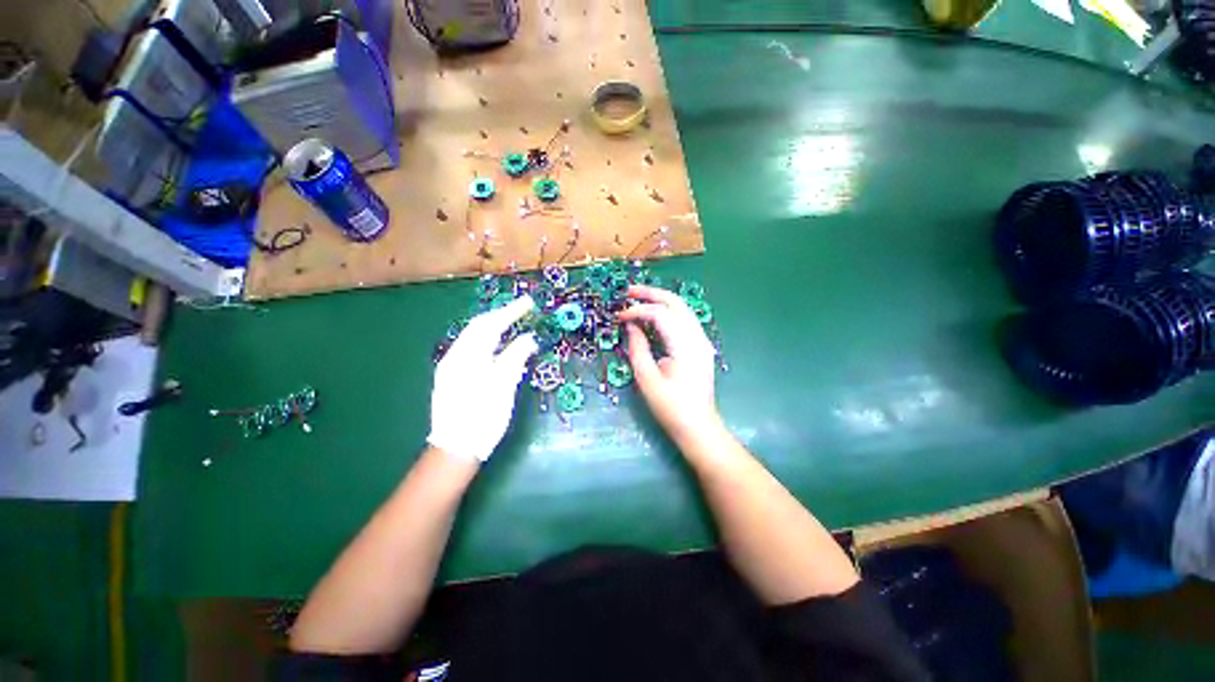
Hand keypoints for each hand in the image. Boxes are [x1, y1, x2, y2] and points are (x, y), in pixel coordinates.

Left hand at [427, 296, 537, 462]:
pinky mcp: (452, 376)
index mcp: (467, 358)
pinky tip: (498, 345)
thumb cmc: (482, 418)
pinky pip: (472, 349)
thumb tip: (528, 338)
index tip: (528, 303)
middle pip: (478, 327)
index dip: (510, 312)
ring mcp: (451, 366)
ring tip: (512, 322)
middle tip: (522, 309)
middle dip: (501, 315)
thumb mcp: (502, 388)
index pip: (490, 325)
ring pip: (474, 337)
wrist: (455, 448)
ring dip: (494, 327)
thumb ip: (514, 359)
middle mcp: (455, 356)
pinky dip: (488, 341)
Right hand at [618, 285, 720, 444]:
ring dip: (660, 300)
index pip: (660, 315)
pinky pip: (684, 320)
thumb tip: (631, 326)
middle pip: (676, 303)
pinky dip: (668, 312)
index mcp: (685, 345)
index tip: (619, 316)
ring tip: (638, 298)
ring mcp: (702, 341)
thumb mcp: (647, 379)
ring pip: (682, 308)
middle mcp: (697, 337)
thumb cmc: (671, 407)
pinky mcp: (700, 346)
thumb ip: (638, 348)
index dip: (638, 311)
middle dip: (651, 294)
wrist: (698, 427)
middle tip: (628, 292)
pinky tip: (654, 315)